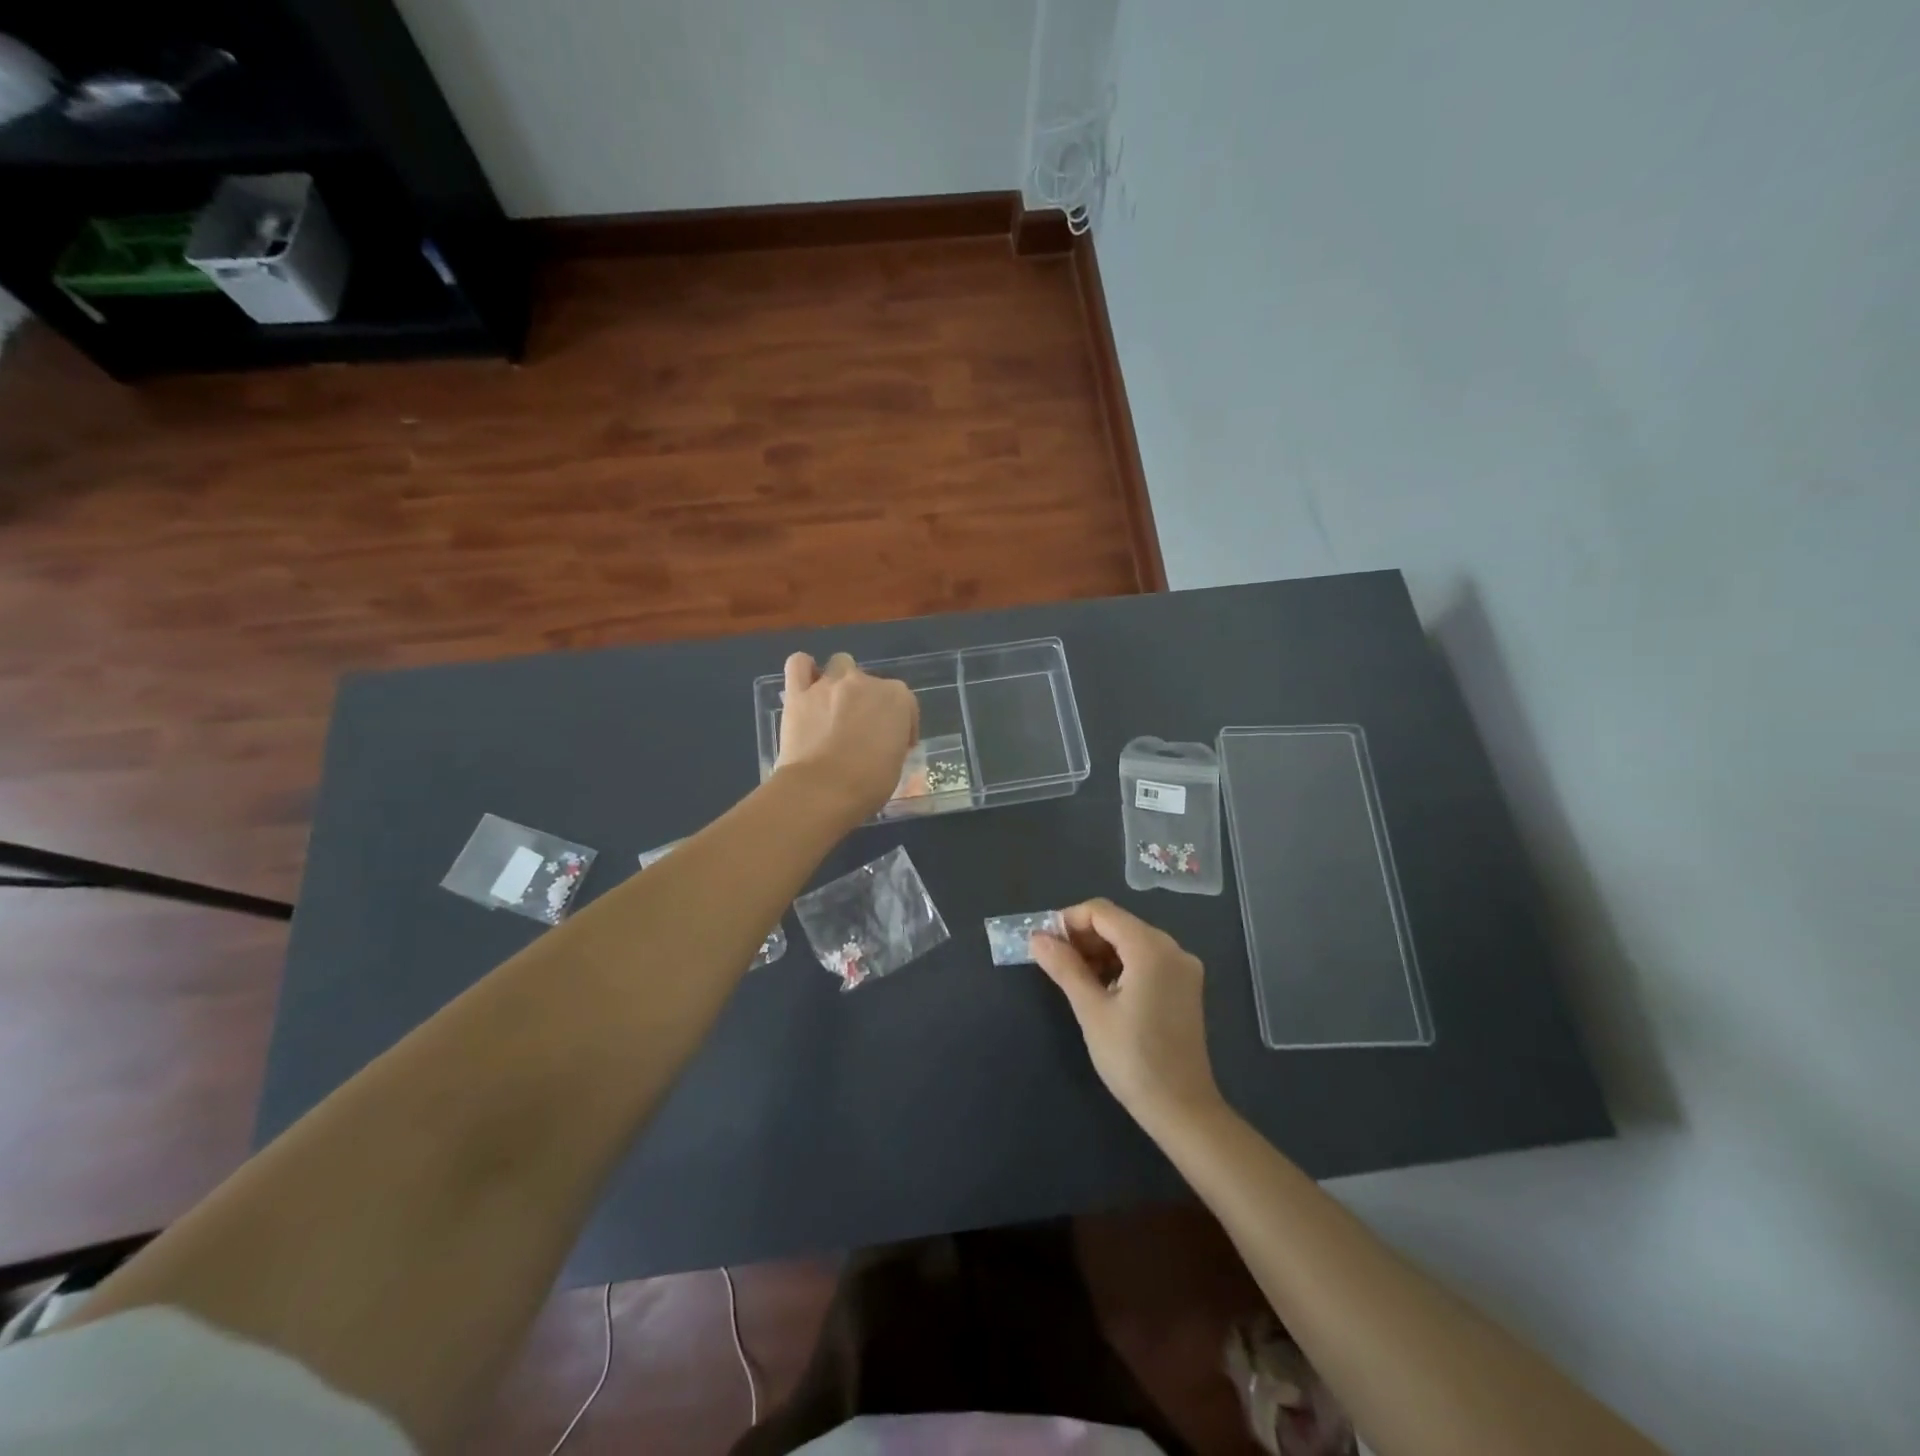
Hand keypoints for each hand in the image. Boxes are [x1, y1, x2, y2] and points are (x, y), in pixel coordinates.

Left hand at [775, 652, 918, 821]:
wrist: (822, 790)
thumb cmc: (868, 784)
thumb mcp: (896, 764)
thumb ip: (892, 742)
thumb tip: (882, 742)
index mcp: (897, 698)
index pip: (905, 703)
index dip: (902, 724)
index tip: (896, 745)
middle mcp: (865, 682)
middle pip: (871, 683)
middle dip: (868, 703)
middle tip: (861, 731)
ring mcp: (830, 684)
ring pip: (840, 664)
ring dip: (841, 680)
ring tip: (835, 705)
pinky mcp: (798, 693)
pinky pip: (798, 664)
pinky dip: (804, 670)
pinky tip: (807, 686)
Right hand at [1031, 898, 1223, 1132]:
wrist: (1182, 1109)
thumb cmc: (1132, 1058)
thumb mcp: (1091, 1010)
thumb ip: (1064, 967)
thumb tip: (1037, 938)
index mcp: (1151, 948)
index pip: (1101, 912)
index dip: (1068, 921)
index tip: (1044, 944)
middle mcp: (1172, 948)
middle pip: (1118, 924)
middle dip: (1083, 937)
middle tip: (1053, 962)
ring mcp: (1182, 968)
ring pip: (1131, 941)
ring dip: (1099, 952)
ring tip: (1073, 978)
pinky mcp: (1184, 987)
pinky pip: (1146, 960)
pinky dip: (1120, 965)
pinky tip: (1101, 988)